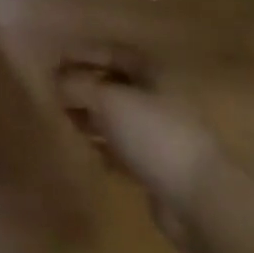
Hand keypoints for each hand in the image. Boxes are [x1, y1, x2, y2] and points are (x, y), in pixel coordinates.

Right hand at [56, 43, 224, 252]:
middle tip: (55, 93)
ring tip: (65, 121)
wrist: (198, 200)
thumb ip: (77, 85)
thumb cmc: (154, 135)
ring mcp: (158, 134)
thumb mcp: (108, 100)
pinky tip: (87, 151)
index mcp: (152, 74)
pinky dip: (104, 147)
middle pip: (114, 85)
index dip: (84, 53)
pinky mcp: (156, 168)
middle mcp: (157, 99)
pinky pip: (123, 150)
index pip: (113, 52)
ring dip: (91, 118)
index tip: (55, 59)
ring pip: (117, 118)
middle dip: (85, 87)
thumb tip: (55, 81)